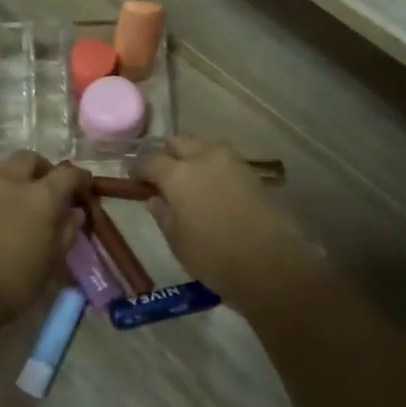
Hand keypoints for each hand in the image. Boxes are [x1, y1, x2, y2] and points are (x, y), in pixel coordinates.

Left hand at [0, 152, 83, 320]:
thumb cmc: (17, 280)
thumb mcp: (52, 259)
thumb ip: (66, 231)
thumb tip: (75, 212)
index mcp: (41, 195)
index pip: (67, 174)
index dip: (79, 178)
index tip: (85, 185)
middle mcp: (13, 182)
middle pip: (30, 159)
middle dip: (44, 168)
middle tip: (52, 189)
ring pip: (5, 164)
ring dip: (19, 172)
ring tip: (25, 195)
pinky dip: (2, 186)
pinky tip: (6, 209)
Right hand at [134, 137, 310, 303]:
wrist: (271, 264)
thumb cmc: (213, 257)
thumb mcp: (177, 240)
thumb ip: (163, 214)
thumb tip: (155, 199)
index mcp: (178, 174)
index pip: (150, 160)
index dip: (139, 168)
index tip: (133, 179)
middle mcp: (204, 158)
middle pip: (179, 142)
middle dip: (167, 153)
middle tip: (161, 175)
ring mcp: (232, 163)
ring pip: (204, 147)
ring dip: (192, 156)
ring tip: (187, 180)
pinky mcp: (252, 174)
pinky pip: (223, 161)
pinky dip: (212, 168)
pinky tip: (210, 188)